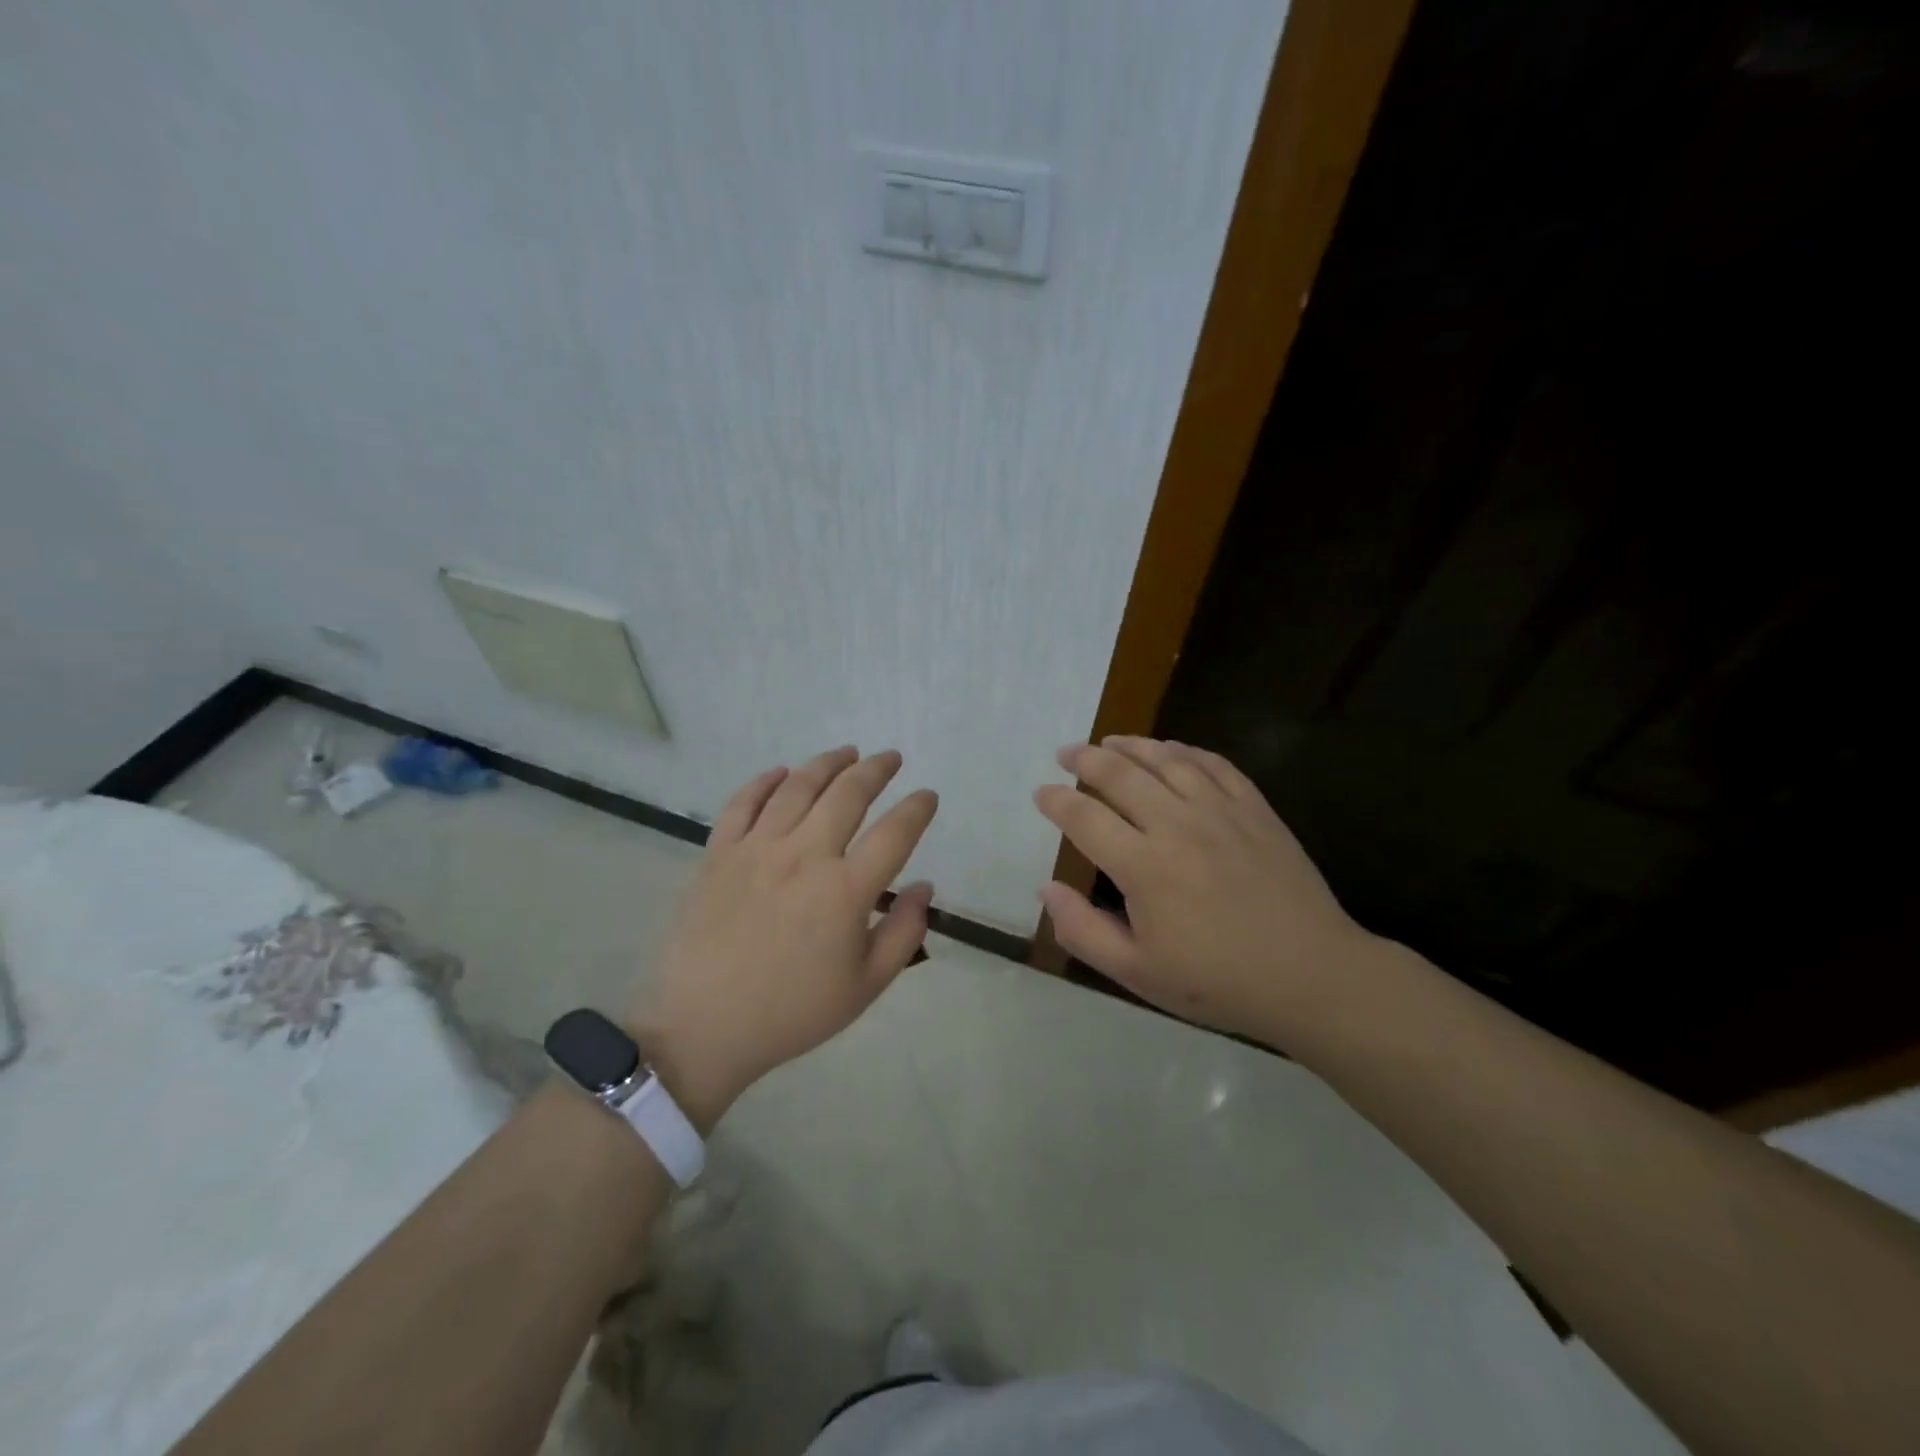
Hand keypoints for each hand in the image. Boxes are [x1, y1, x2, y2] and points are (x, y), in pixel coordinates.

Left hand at [632, 747, 938, 1127]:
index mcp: (845, 890)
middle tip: (890, 758)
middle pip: (848, 794)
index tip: (927, 797)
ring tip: (846, 753)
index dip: (917, 809)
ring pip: (797, 787)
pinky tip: (782, 772)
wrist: (703, 1027)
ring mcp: (757, 849)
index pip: (895, 832)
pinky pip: (743, 802)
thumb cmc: (792, 1012)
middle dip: (876, 769)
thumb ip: (904, 933)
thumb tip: (924, 887)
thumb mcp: (865, 986)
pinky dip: (765, 781)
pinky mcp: (718, 853)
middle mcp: (804, 856)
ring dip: (827, 763)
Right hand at [1034, 736, 1375, 1044]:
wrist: (1311, 976)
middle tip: (1065, 753)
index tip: (1041, 793)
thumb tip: (1047, 888)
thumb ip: (1083, 930)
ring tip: (1109, 741)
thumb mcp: (1137, 973)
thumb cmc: (1217, 981)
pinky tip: (1171, 749)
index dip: (1056, 801)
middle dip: (1084, 759)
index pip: (1084, 817)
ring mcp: (1220, 811)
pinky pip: (1213, 764)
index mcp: (1143, 866)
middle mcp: (1176, 825)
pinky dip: (1185, 751)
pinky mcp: (1254, 809)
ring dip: (1130, 745)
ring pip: (1165, 759)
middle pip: (1119, 774)